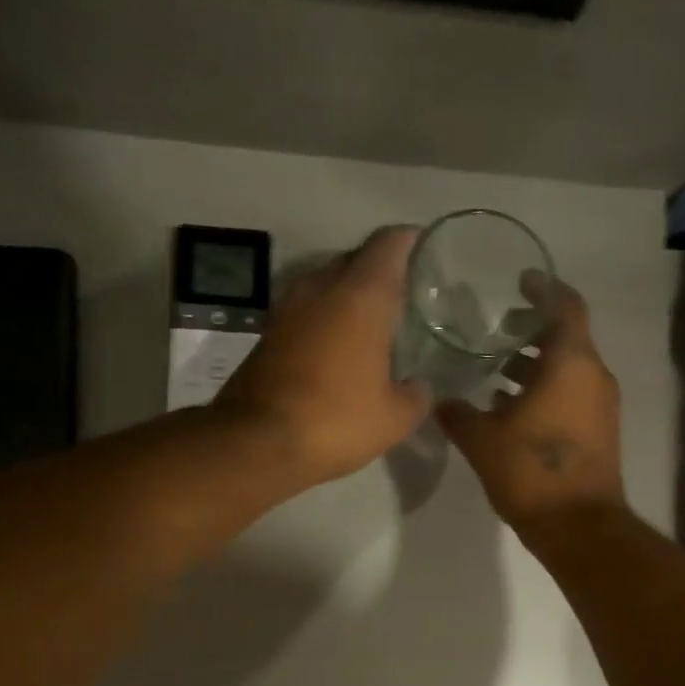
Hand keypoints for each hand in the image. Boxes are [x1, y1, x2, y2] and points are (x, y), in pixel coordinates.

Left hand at [213, 226, 427, 488]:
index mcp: (361, 295)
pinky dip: (326, 321)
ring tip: (374, 323)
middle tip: (406, 296)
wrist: (257, 443)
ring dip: (349, 298)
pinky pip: (307, 313)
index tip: (427, 252)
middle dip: (381, 272)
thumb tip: (419, 388)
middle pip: (356, 260)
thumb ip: (416, 396)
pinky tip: (340, 349)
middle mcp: (321, 287)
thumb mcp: (394, 418)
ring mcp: (288, 309)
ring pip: (327, 285)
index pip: (389, 244)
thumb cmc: (336, 420)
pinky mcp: (268, 334)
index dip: (411, 242)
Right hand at [438, 272, 625, 538]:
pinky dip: (546, 391)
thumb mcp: (482, 440)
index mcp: (570, 363)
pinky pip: (572, 395)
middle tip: (497, 331)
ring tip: (497, 370)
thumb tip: (440, 401)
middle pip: (567, 337)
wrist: (579, 526)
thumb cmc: (531, 472)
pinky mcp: (600, 432)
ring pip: (569, 369)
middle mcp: (593, 376)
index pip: (565, 306)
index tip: (521, 280)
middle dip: (533, 330)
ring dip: (537, 365)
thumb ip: (458, 414)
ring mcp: (601, 406)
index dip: (544, 287)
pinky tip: (511, 408)